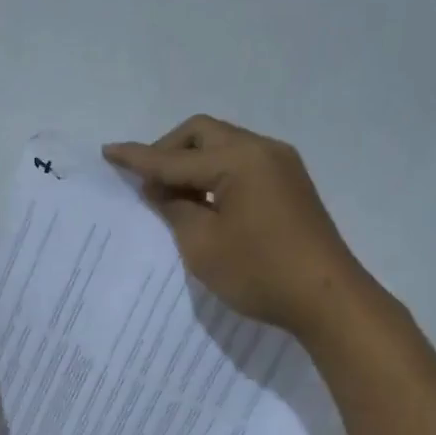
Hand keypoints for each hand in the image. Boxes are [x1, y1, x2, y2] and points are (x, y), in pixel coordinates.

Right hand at [104, 116, 380, 342]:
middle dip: (168, 151)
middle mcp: (263, 150)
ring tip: (171, 196)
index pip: (175, 157)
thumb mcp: (203, 245)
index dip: (138, 157)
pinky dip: (214, 174)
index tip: (108, 151)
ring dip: (192, 163)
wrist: (327, 299)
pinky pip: (241, 164)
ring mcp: (281, 166)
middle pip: (202, 134)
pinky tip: (203, 201)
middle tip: (147, 182)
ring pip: (223, 146)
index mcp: (239, 159)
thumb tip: (161, 187)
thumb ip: (175, 208)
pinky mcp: (290, 185)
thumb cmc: (259, 273)